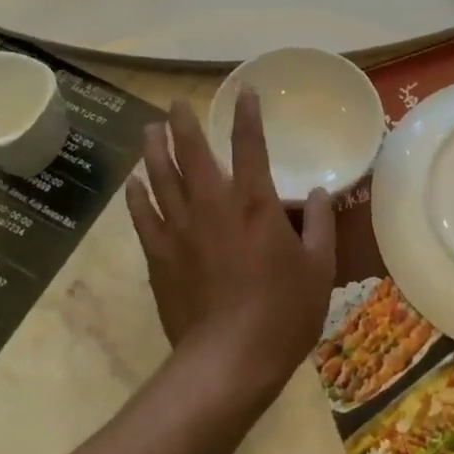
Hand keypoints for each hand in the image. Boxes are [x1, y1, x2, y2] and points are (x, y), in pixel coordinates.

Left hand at [125, 91, 336, 399]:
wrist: (228, 362)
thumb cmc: (282, 313)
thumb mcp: (319, 269)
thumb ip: (320, 226)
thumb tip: (319, 193)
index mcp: (254, 204)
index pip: (250, 146)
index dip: (247, 115)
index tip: (245, 92)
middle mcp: (213, 206)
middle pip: (193, 153)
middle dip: (184, 124)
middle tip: (175, 104)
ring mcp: (180, 230)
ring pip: (161, 178)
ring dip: (154, 150)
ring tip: (149, 129)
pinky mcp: (159, 256)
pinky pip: (143, 217)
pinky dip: (137, 196)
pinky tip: (133, 182)